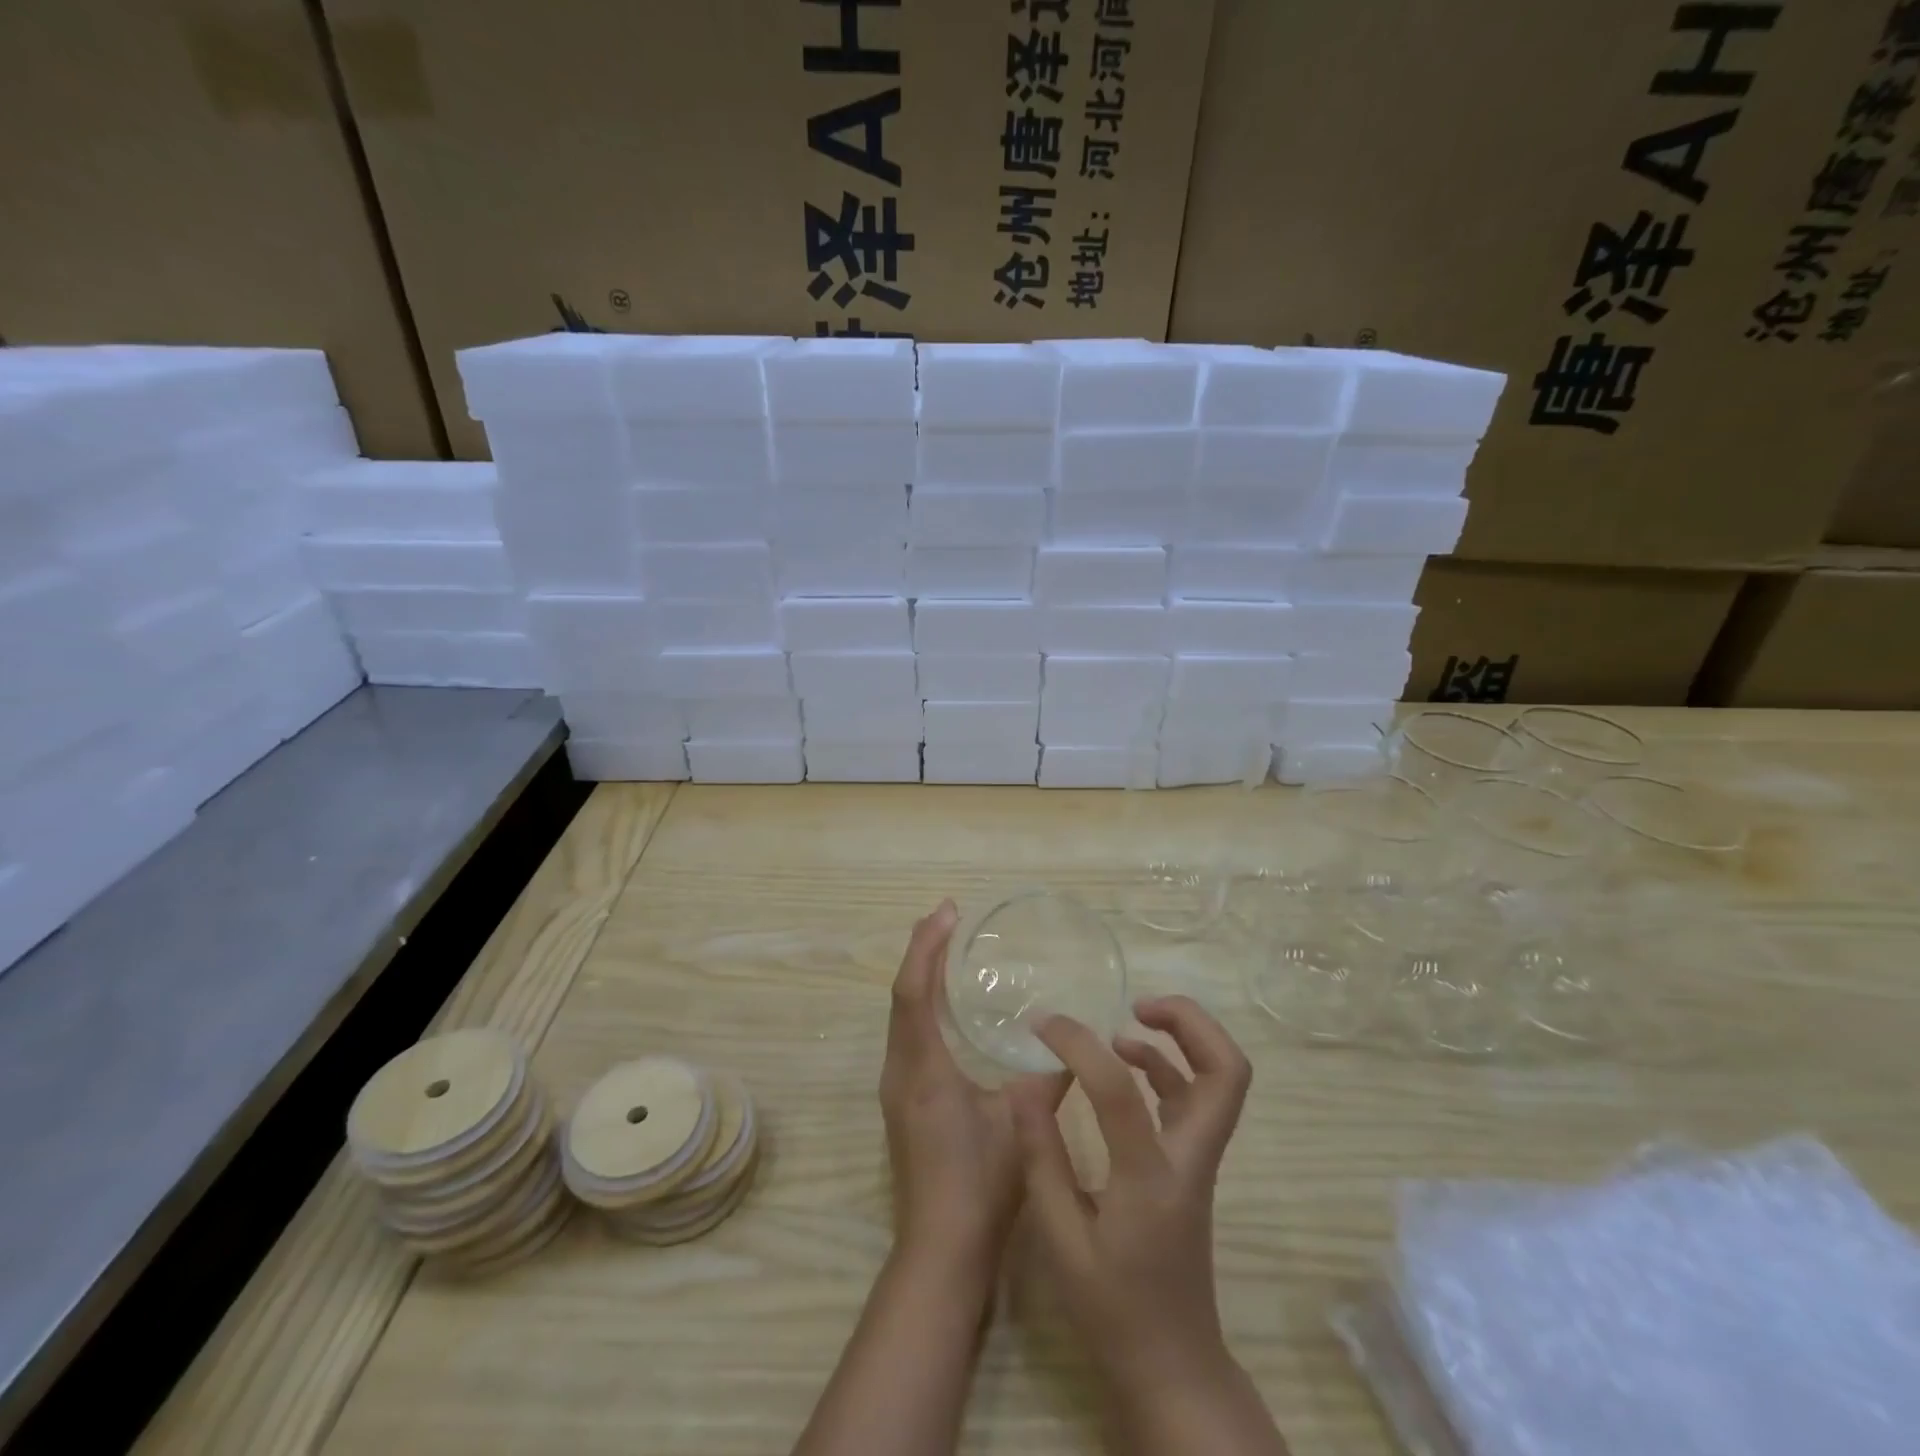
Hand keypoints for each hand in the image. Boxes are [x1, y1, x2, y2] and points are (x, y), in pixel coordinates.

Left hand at [880, 900, 1070, 1276]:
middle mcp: (900, 1070)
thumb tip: (1072, 1045)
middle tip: (950, 918)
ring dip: (921, 976)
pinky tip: (948, 1007)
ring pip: (902, 1014)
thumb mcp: (1020, 1124)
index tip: (949, 911)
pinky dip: (923, 1005)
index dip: (928, 946)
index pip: (914, 990)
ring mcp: (897, 1087)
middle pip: (902, 994)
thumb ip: (1047, 1078)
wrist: (940, 1252)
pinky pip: (908, 1034)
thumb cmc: (980, 1186)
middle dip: (922, 950)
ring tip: (948, 948)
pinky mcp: (903, 1101)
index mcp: (923, 1068)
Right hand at [1015, 996, 1252, 1384]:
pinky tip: (1126, 1063)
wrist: (1172, 1366)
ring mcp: (1199, 1161)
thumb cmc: (1111, 1309)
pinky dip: (1168, 1067)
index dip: (1077, 1043)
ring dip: (1184, 1038)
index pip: (1119, 1088)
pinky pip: (1195, 1098)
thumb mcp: (1059, 1239)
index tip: (1042, 1025)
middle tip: (1138, 1003)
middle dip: (1190, 1021)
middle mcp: (1189, 1160)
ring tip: (1127, 1022)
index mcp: (1149, 1179)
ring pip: (1222, 1080)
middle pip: (1227, 1071)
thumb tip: (1024, 1084)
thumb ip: (1041, 1157)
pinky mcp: (1193, 1166)